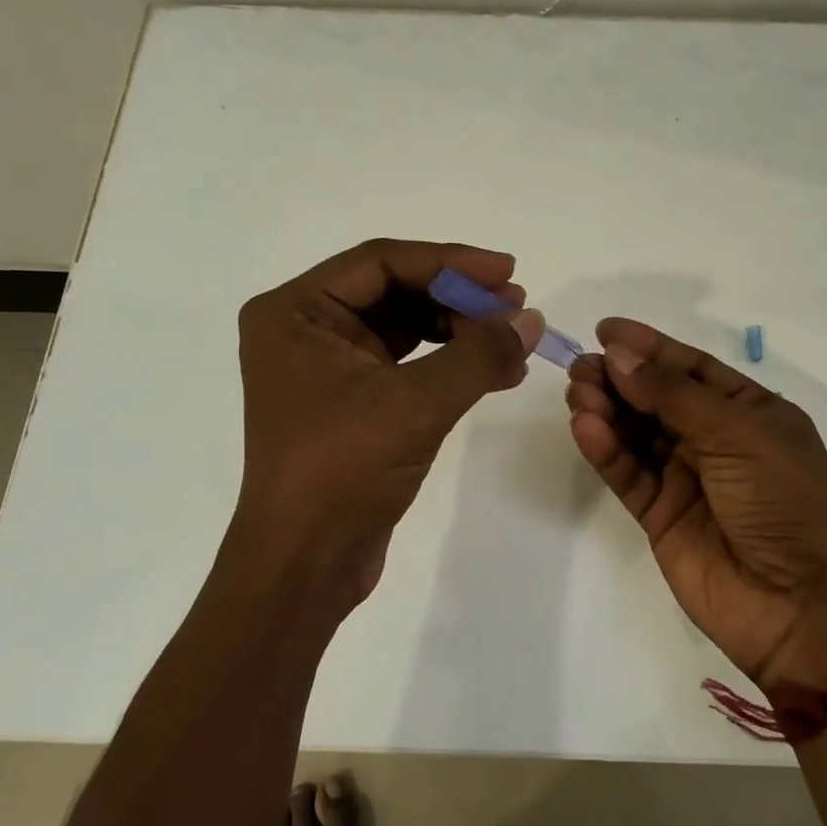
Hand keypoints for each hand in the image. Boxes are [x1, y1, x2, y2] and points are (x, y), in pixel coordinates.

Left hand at [234, 239, 544, 609]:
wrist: (306, 562)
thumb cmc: (343, 469)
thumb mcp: (416, 403)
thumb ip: (478, 353)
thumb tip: (530, 319)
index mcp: (296, 312)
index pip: (382, 263)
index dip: (450, 262)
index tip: (507, 271)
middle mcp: (306, 331)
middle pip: (395, 292)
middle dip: (458, 299)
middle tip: (516, 308)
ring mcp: (329, 369)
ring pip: (406, 329)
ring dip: (461, 332)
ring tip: (514, 341)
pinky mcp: (354, 405)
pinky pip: (409, 366)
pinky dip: (452, 366)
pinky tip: (498, 372)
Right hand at [566, 319, 826, 688]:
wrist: (804, 606)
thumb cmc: (786, 501)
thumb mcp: (739, 434)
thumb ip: (673, 395)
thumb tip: (619, 355)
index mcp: (750, 413)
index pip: (691, 369)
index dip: (650, 347)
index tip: (606, 330)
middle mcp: (716, 441)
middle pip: (657, 400)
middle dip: (620, 378)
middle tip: (582, 366)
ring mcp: (687, 480)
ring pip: (636, 434)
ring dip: (607, 410)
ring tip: (578, 392)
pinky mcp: (660, 516)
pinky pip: (628, 474)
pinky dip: (606, 450)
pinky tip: (585, 427)